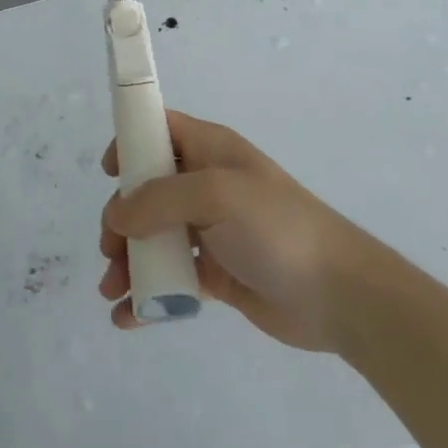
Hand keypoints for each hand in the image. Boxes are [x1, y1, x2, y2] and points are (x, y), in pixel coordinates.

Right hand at [99, 111, 371, 349]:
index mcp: (210, 150)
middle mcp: (206, 184)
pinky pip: (171, 277)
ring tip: (111, 291)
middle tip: (110, 248)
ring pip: (154, 236)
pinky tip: (127, 318)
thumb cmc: (275, 227)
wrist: (337, 294)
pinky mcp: (216, 273)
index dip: (130, 142)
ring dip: (128, 259)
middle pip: (147, 189)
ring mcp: (211, 230)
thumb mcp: (216, 196)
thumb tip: (116, 214)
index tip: (109, 173)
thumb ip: (160, 200)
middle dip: (121, 217)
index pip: (160, 129)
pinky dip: (147, 294)